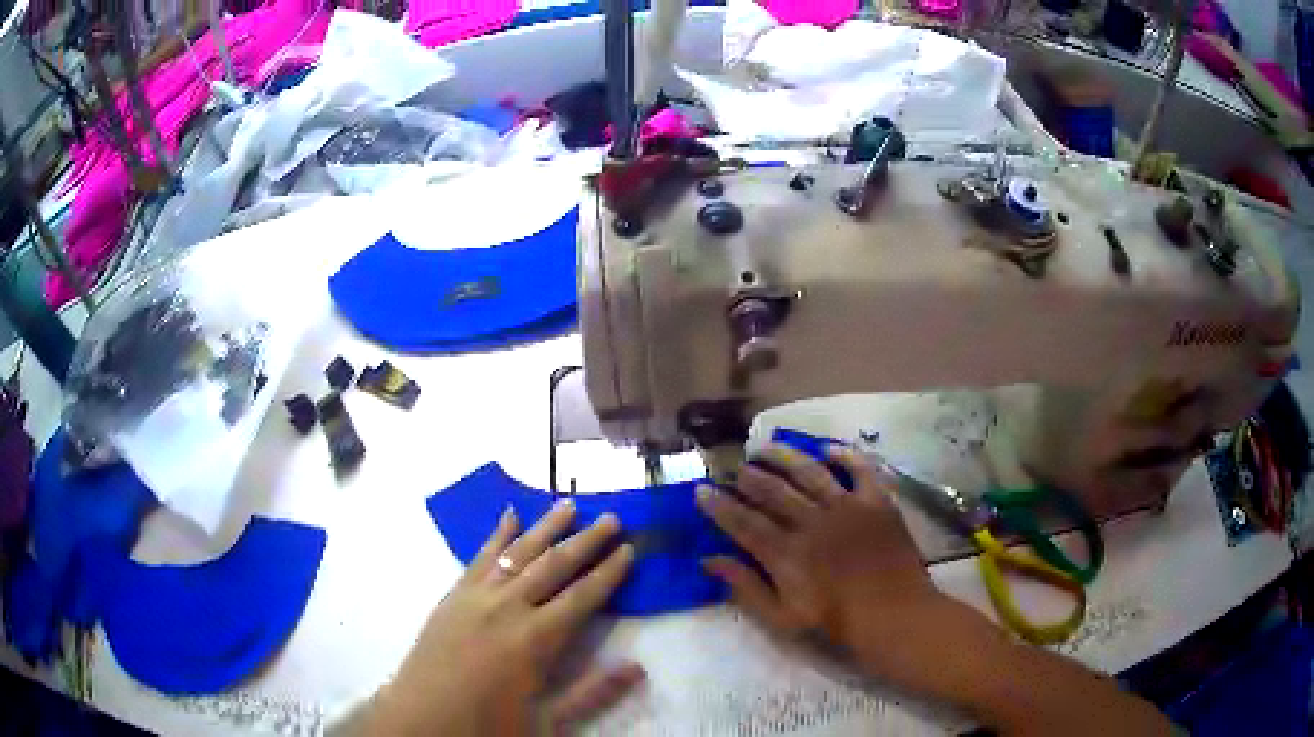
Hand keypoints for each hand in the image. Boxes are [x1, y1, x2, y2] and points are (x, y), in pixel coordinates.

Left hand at [369, 501, 643, 735]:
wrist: (421, 720)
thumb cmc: (488, 725)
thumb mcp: (548, 721)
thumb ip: (593, 692)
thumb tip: (638, 666)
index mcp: (535, 639)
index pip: (582, 596)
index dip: (609, 573)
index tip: (630, 549)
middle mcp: (507, 608)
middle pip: (554, 565)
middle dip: (586, 541)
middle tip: (612, 517)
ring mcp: (475, 597)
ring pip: (517, 553)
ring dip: (546, 527)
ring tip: (569, 504)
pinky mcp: (452, 596)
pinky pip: (479, 557)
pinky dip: (497, 535)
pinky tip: (509, 516)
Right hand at [696, 444, 957, 686]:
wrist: (894, 615)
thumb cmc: (836, 622)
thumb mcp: (782, 618)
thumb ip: (746, 587)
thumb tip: (709, 560)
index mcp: (787, 553)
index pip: (743, 522)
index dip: (720, 506)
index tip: (702, 490)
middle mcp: (812, 521)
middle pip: (773, 490)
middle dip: (749, 476)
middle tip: (735, 468)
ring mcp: (847, 507)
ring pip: (809, 472)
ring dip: (784, 457)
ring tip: (766, 448)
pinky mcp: (877, 502)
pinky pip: (860, 469)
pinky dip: (845, 455)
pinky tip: (828, 448)